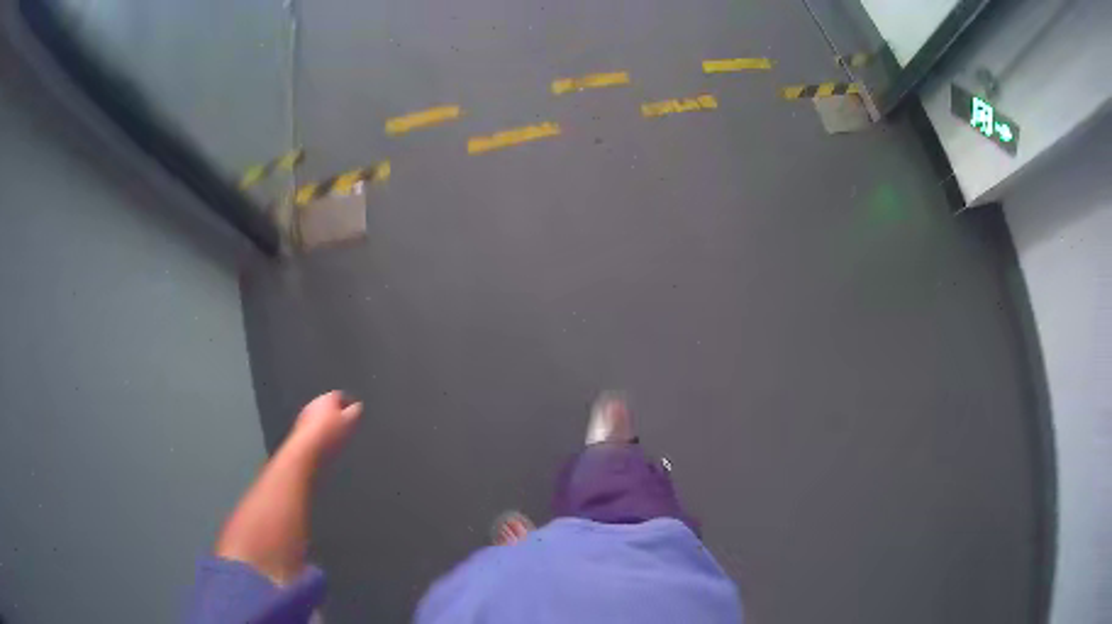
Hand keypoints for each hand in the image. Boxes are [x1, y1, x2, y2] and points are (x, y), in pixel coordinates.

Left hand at [286, 390, 363, 460]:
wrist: (307, 451)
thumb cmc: (328, 436)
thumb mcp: (351, 423)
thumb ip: (357, 412)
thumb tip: (359, 407)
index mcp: (327, 398)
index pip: (342, 397)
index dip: (350, 406)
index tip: (356, 415)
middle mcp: (314, 403)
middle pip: (330, 407)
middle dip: (338, 416)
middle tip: (347, 428)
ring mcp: (306, 416)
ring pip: (321, 418)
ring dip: (329, 425)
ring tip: (337, 439)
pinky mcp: (300, 429)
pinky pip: (314, 429)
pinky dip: (320, 434)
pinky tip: (326, 444)